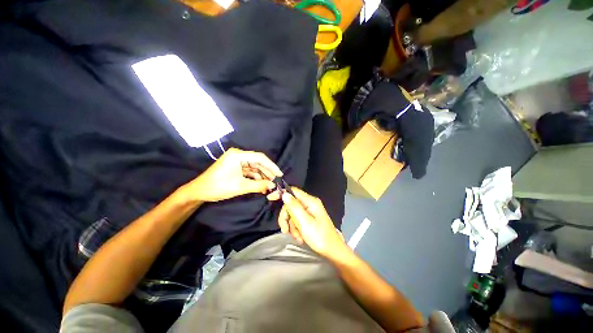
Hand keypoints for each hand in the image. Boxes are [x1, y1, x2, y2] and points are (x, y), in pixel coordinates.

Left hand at [188, 148, 282, 201]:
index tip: (280, 174)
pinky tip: (262, 185)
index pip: (259, 157)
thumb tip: (273, 186)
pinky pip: (249, 171)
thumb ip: (258, 185)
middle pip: (258, 162)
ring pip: (254, 167)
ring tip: (270, 185)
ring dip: (262, 176)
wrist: (199, 192)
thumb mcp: (240, 186)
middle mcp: (238, 155)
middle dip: (267, 172)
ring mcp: (237, 161)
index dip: (271, 166)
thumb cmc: (218, 187)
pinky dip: (255, 178)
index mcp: (237, 155)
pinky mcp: (236, 167)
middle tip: (276, 181)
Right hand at [274, 187, 347, 259]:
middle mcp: (310, 204)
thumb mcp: (305, 222)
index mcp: (310, 201)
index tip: (270, 198)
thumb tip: (285, 194)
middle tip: (285, 230)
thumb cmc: (319, 237)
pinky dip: (296, 229)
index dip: (282, 193)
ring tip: (297, 237)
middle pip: (291, 204)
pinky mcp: (309, 219)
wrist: (332, 251)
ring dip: (292, 226)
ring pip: (293, 214)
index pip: (293, 191)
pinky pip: (297, 220)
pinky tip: (300, 237)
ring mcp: (310, 212)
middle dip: (287, 218)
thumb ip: (294, 207)